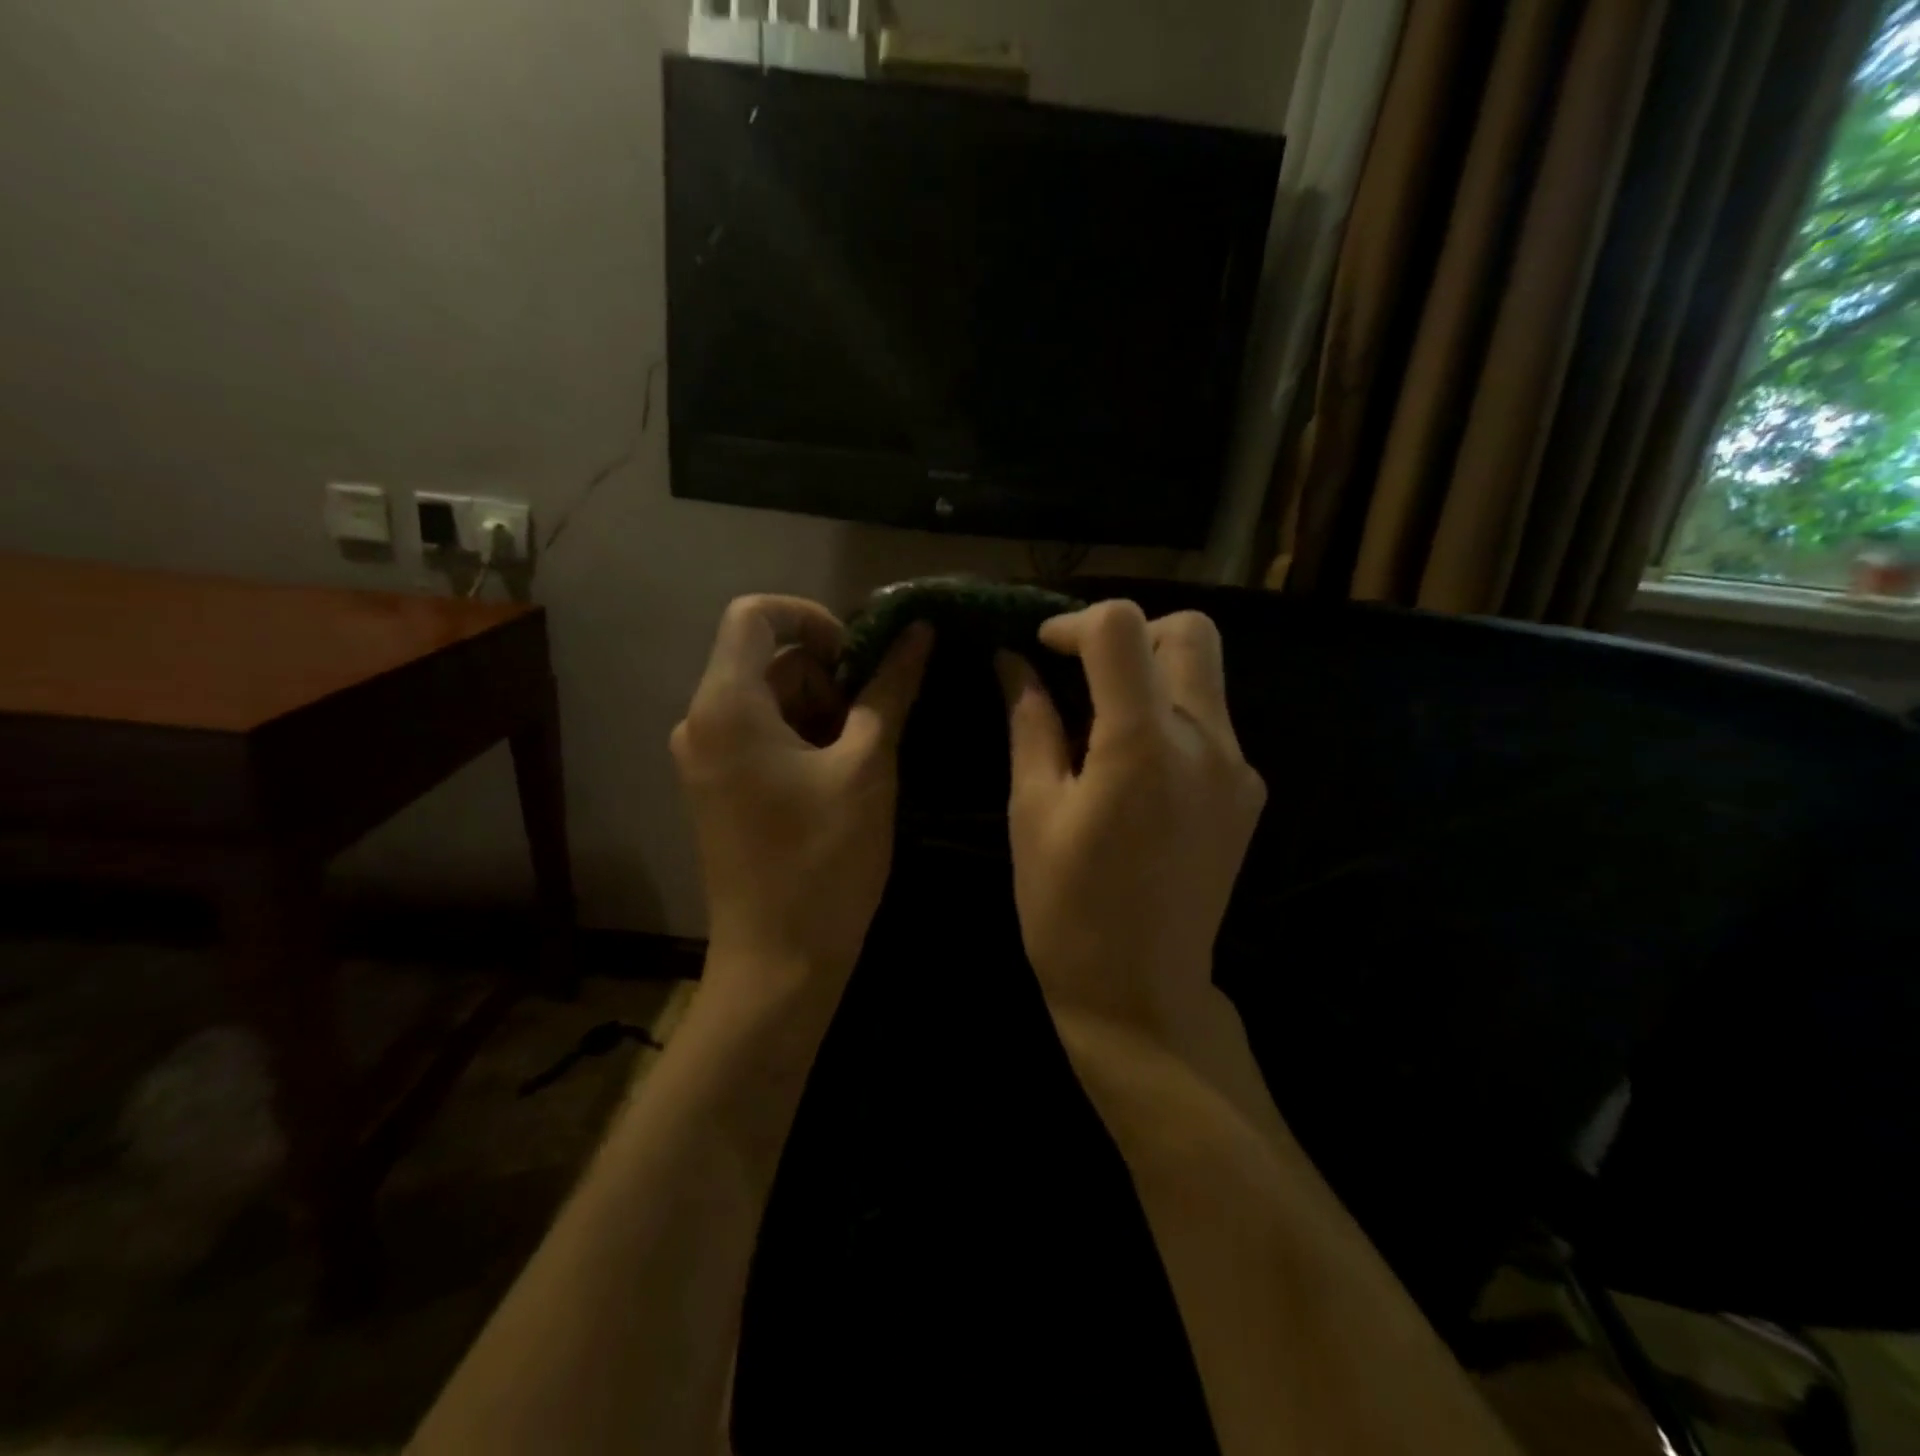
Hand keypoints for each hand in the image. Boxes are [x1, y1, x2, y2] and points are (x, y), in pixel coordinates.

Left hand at [672, 596, 931, 1001]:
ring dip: (822, 710)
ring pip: (768, 700)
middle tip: (876, 719)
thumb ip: (890, 689)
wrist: (778, 964)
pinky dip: (804, 739)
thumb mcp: (868, 766)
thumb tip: (916, 632)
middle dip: (828, 675)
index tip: (861, 656)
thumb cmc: (824, 861)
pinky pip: (760, 736)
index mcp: (726, 706)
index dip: (814, 618)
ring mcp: (705, 759)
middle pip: (767, 660)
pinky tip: (843, 778)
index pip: (755, 614)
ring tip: (865, 757)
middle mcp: (701, 722)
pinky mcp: (717, 788)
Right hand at [997, 600, 1265, 1048]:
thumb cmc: (1066, 909)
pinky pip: (1212, 723)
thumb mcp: (1031, 810)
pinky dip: (1171, 716)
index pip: (1122, 627)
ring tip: (1102, 718)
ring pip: (1205, 675)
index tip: (1043, 650)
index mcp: (1141, 744)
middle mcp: (1206, 742)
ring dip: (1152, 673)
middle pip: (1188, 632)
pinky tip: (1136, 766)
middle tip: (1083, 670)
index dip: (1075, 623)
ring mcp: (1237, 768)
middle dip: (1130, 633)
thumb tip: (1014, 662)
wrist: (1140, 993)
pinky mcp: (1247, 794)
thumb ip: (1029, 724)